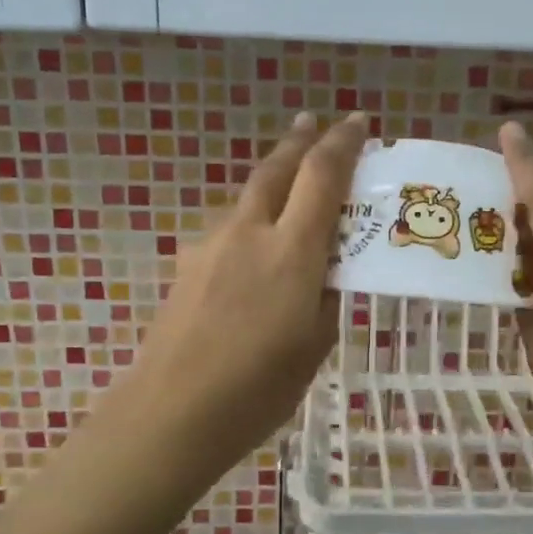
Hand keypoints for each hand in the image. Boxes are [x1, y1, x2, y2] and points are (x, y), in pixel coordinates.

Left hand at [122, 112, 369, 470]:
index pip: (322, 175)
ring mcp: (212, 245)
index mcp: (292, 251)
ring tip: (288, 179)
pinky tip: (252, 242)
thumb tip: (326, 270)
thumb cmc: (258, 388)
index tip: (359, 122)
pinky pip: (228, 226)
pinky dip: (249, 217)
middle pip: (276, 169)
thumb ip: (326, 295)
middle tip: (315, 122)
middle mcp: (250, 232)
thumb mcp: (315, 344)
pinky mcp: (188, 264)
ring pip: (248, 196)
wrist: (173, 411)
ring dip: (272, 178)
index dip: (343, 143)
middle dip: (299, 140)